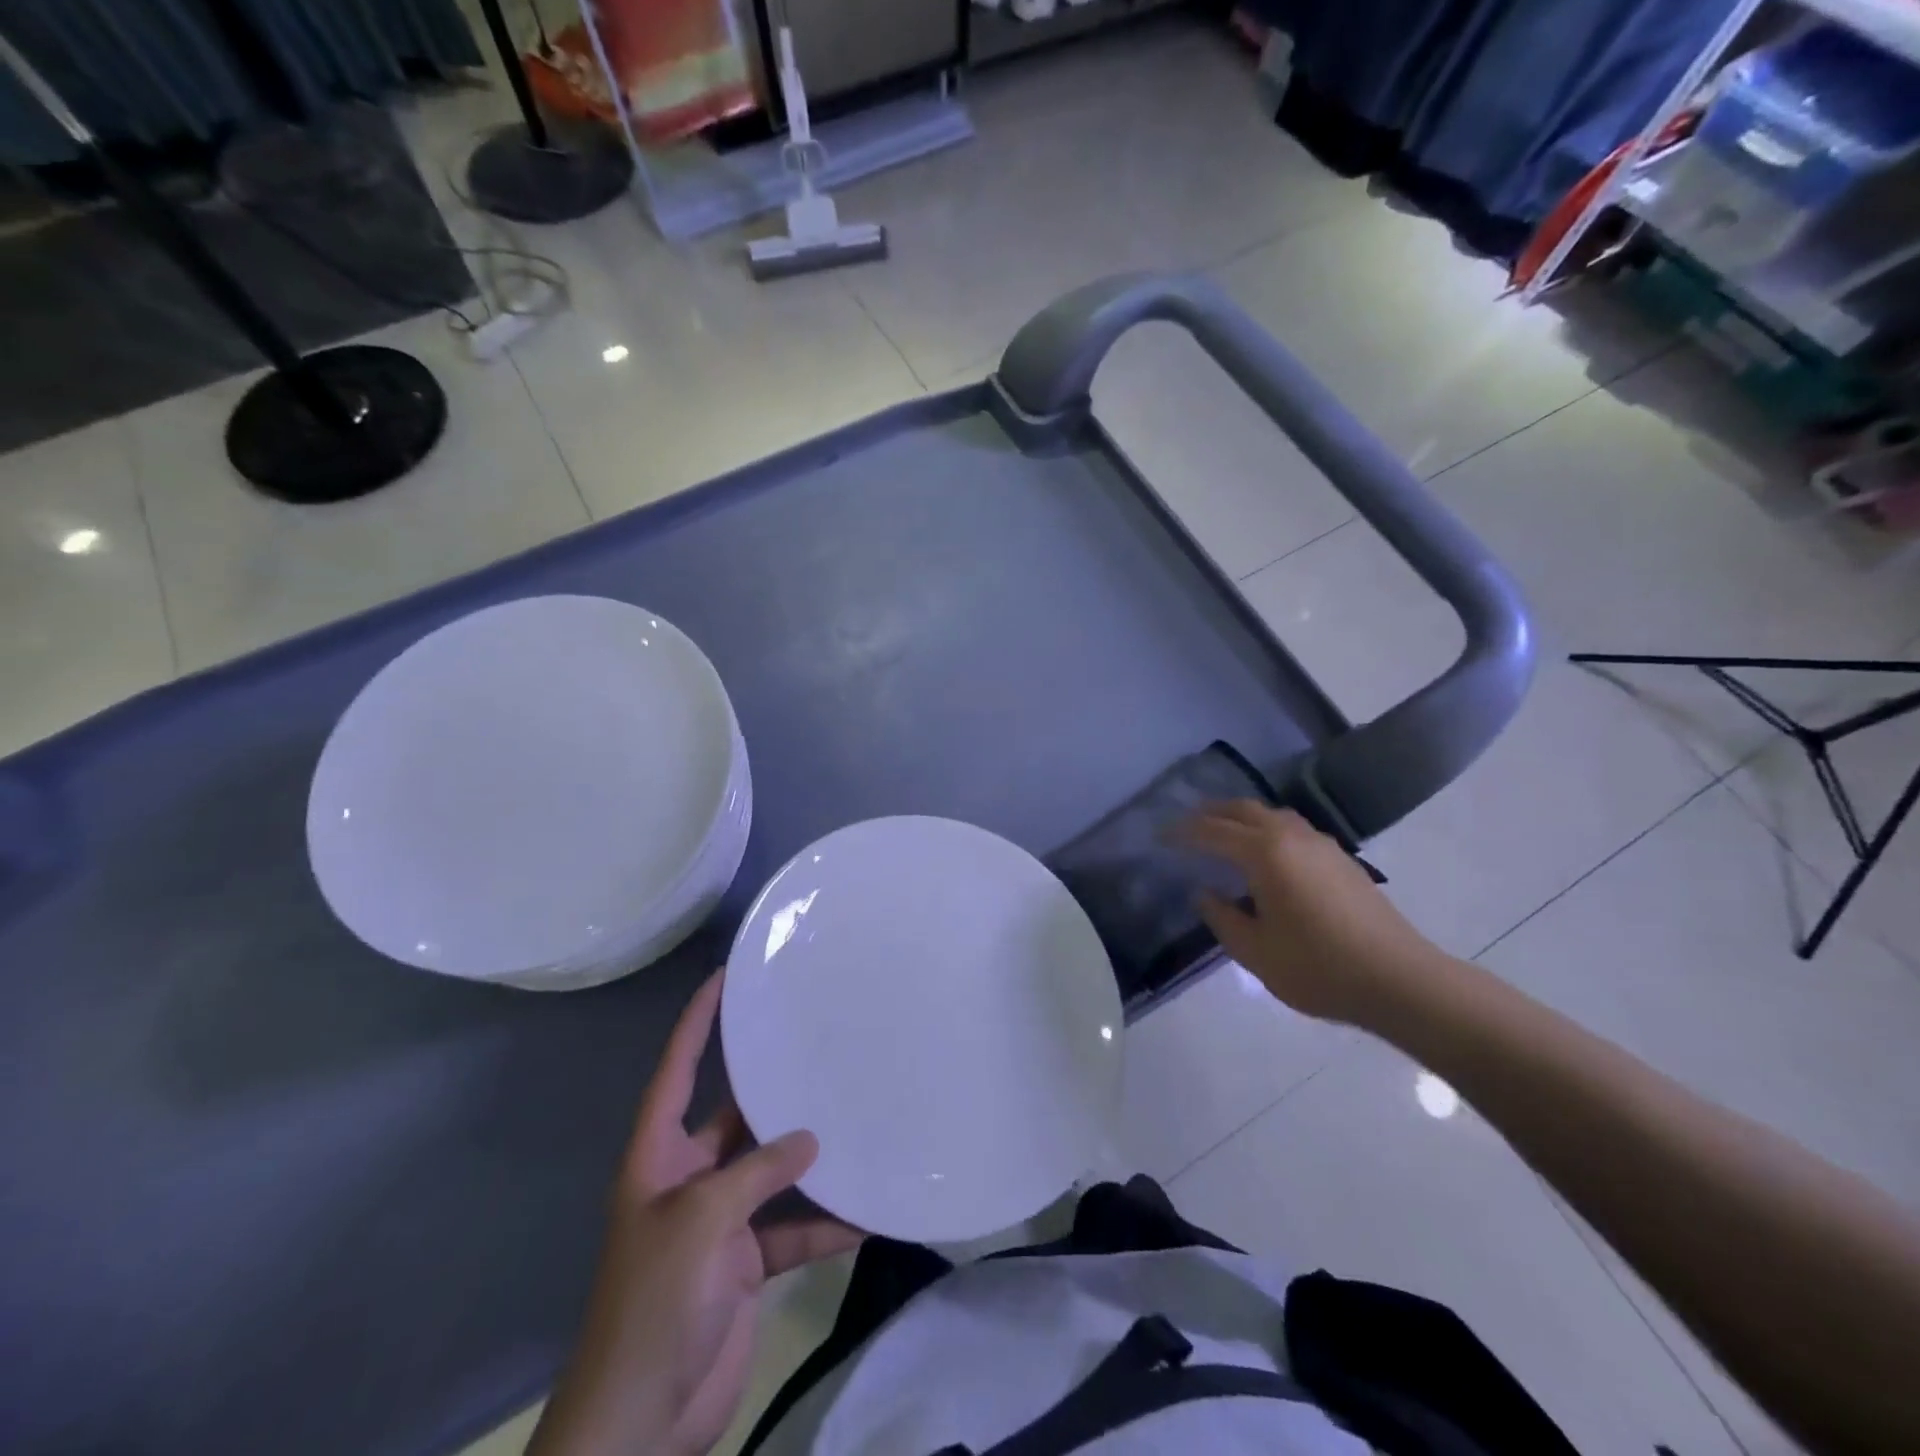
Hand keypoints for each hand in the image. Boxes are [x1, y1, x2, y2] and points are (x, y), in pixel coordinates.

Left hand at [530, 972, 863, 1455]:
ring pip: (772, 1173)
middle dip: (772, 1087)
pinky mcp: (744, 1263)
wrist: (641, 1422)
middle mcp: (688, 1178)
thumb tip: (809, 1139)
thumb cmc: (655, 1301)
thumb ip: (757, 1171)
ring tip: (857, 1119)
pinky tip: (866, 1213)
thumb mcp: (702, 1220)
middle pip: (735, 1117)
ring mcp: (719, 1222)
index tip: (723, 977)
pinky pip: (792, 1229)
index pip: (677, 1070)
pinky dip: (824, 1223)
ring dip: (810, 1159)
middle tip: (818, 1044)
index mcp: (658, 1157)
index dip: (696, 1022)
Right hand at [1181, 800, 1438, 1027]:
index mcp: (1264, 853)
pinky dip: (1267, 829)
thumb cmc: (1318, 967)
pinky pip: (1292, 829)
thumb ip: (1222, 918)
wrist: (1400, 980)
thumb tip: (1205, 893)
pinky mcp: (1341, 859)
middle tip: (1186, 823)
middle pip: (1243, 810)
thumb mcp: (1255, 951)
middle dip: (1211, 812)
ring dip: (1241, 817)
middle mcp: (1290, 837)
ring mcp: (1321, 844)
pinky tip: (1266, 854)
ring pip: (1271, 814)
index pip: (1212, 832)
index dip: (1182, 833)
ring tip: (1223, 832)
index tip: (1160, 836)